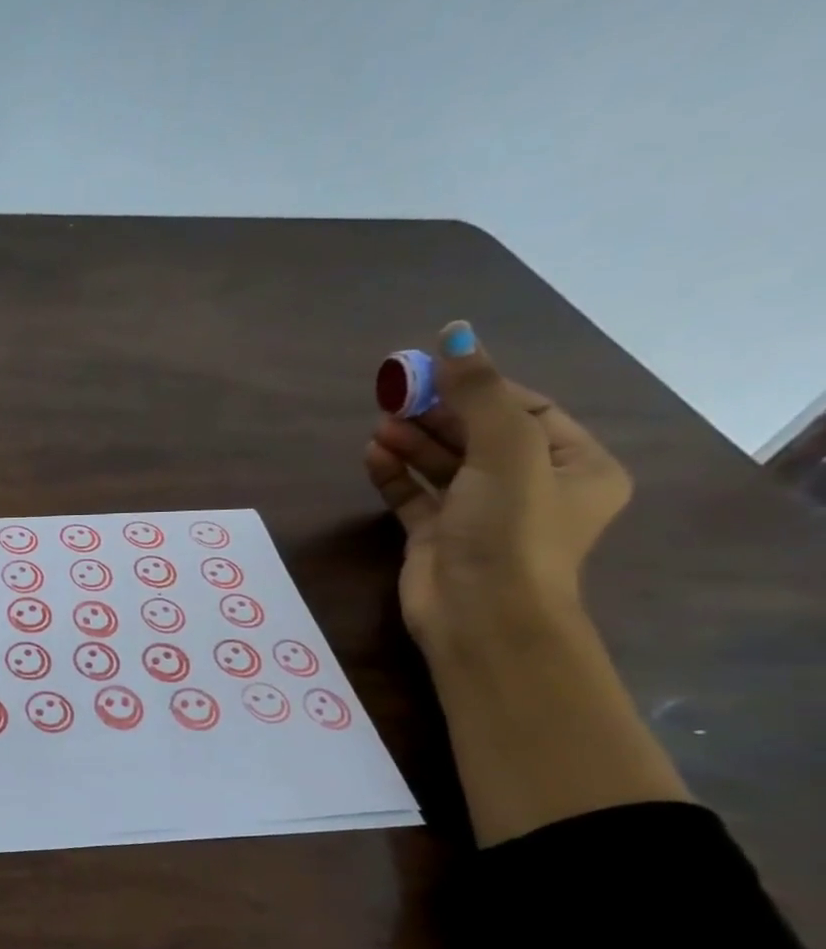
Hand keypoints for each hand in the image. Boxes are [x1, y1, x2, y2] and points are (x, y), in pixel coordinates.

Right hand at [364, 321, 631, 653]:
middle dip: (438, 414)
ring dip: (413, 442)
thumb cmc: (509, 530)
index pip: (528, 410)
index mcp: (576, 466)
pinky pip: (415, 494)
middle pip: (479, 435)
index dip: (481, 388)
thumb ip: (479, 394)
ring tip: (379, 423)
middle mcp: (532, 488)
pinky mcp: (437, 536)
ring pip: (444, 464)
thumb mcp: (505, 453)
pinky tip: (373, 455)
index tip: (434, 371)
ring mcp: (480, 514)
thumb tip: (456, 333)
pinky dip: (395, 474)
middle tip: (396, 394)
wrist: (479, 616)